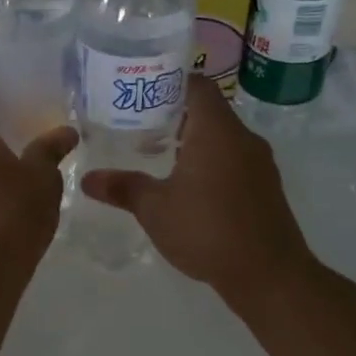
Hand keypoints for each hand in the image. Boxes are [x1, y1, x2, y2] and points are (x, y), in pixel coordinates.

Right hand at [80, 76, 313, 302]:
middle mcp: (242, 138)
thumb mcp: (155, 209)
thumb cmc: (207, 230)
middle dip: (174, 114)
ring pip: (222, 137)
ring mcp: (259, 163)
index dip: (169, 81)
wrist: (268, 274)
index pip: (196, 84)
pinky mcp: (265, 187)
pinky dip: (210, 162)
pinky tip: (188, 186)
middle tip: (140, 125)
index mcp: (216, 130)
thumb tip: (87, 179)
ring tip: (158, 155)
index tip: (141, 91)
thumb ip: (122, 188)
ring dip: (193, 140)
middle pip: (208, 109)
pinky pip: (234, 159)